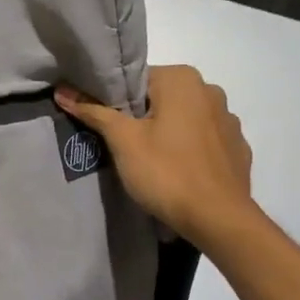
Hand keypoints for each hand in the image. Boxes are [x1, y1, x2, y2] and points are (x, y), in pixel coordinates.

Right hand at [56, 65, 254, 242]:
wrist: (218, 219)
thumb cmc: (166, 172)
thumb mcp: (122, 141)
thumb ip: (93, 111)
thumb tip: (62, 90)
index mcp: (182, 80)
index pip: (136, 80)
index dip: (116, 102)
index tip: (105, 125)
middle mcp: (210, 90)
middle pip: (161, 98)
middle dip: (142, 117)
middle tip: (122, 145)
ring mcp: (228, 120)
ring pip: (184, 119)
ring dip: (167, 132)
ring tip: (151, 162)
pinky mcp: (238, 147)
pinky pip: (204, 140)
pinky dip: (189, 150)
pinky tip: (178, 172)